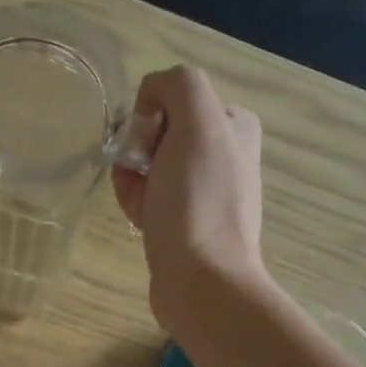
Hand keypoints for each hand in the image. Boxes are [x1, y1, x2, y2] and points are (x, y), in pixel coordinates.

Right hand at [112, 66, 266, 331]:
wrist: (201, 280)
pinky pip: (148, 197)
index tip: (151, 146)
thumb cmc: (197, 201)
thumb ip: (178, 85)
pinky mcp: (185, 222)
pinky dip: (136, 204)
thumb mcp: (197, 123)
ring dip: (132, 180)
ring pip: (147, 166)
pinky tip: (140, 221)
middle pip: (157, 133)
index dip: (152, 117)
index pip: (173, 97)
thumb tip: (152, 99)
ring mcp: (204, 191)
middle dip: (138, 152)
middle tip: (143, 177)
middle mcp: (223, 154)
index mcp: (233, 125)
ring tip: (142, 206)